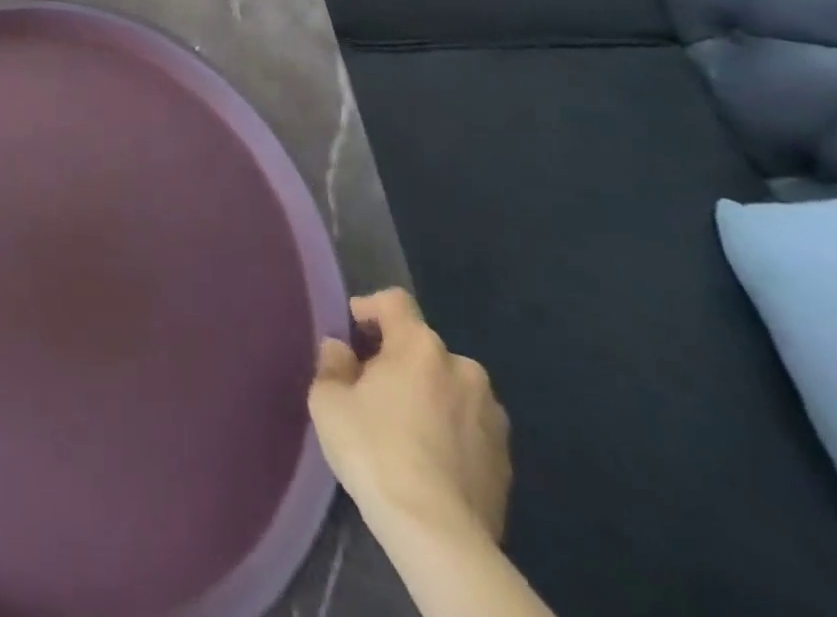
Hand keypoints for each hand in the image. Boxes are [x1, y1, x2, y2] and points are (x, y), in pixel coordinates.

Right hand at [308, 288, 511, 548]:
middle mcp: (463, 368)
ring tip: (405, 428)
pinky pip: (469, 426)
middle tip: (373, 388)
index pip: (395, 301)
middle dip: (399, 359)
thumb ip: (333, 364)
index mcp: (420, 346)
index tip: (352, 331)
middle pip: (423, 347)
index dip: (370, 307)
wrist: (438, 535)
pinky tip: (429, 460)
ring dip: (429, 395)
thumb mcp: (329, 400)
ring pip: (450, 387)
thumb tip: (342, 351)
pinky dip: (449, 430)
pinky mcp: (507, 460)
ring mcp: (492, 415)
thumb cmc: (375, 450)